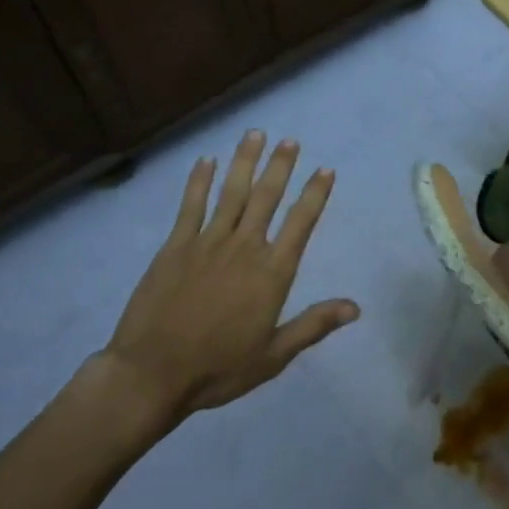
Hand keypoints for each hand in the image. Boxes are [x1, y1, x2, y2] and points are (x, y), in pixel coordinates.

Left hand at [85, 130, 358, 425]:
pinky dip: (200, 181)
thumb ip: (314, 325)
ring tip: (255, 134)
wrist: (152, 374)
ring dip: (245, 162)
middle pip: (267, 197)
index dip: (314, 194)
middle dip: (280, 166)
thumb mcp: (274, 355)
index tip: (325, 170)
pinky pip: (191, 205)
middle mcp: (244, 247)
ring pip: (232, 192)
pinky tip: (207, 160)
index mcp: (272, 273)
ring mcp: (208, 242)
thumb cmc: (218, 368)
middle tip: (290, 140)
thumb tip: (355, 307)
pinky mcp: (176, 246)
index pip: (300, 223)